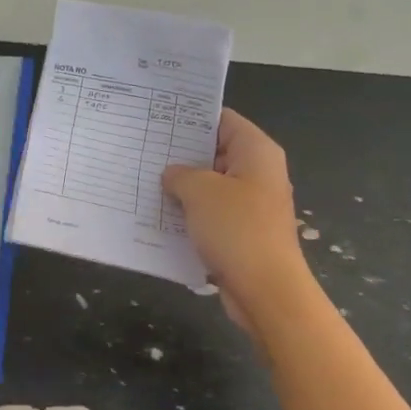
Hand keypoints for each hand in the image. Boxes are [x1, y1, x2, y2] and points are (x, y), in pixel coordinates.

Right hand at [162, 109, 313, 331]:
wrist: (265, 290)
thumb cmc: (236, 229)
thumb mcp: (200, 192)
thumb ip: (180, 175)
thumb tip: (172, 174)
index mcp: (257, 151)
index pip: (222, 120)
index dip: (191, 119)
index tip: (158, 121)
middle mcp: (259, 173)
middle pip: (217, 153)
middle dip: (182, 155)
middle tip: (144, 152)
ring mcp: (253, 205)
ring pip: (212, 187)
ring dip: (184, 189)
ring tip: (145, 183)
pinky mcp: (244, 233)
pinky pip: (213, 215)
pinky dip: (192, 215)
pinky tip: (161, 218)